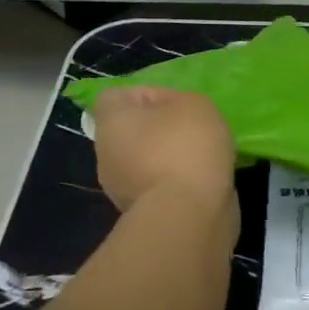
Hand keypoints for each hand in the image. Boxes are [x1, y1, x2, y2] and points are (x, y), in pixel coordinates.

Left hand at [90, 86, 235, 212]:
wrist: (188, 215)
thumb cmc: (185, 147)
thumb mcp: (194, 104)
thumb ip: (179, 100)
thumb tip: (169, 114)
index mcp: (111, 123)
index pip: (114, 97)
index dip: (144, 94)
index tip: (174, 103)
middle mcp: (107, 154)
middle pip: (131, 131)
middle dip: (159, 129)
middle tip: (191, 129)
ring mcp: (121, 188)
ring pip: (144, 160)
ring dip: (168, 157)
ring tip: (202, 157)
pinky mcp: (141, 213)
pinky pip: (158, 185)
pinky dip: (176, 182)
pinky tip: (201, 181)